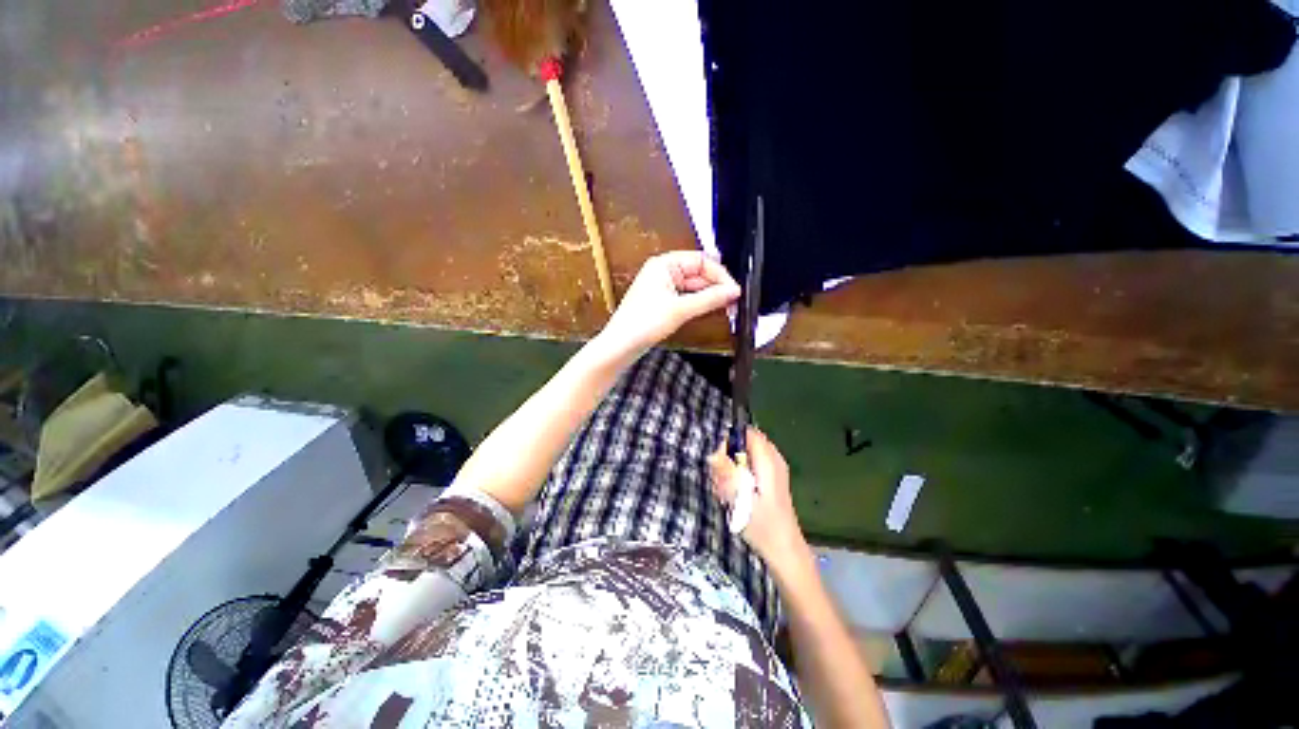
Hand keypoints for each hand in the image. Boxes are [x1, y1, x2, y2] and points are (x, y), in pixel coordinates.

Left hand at [598, 251, 740, 358]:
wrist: (622, 345)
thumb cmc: (641, 324)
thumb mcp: (680, 309)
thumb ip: (709, 298)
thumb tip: (732, 291)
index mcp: (665, 264)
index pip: (701, 260)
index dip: (720, 274)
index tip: (734, 290)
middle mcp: (664, 272)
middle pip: (699, 273)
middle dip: (717, 286)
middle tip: (734, 302)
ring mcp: (663, 287)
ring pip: (694, 287)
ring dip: (710, 296)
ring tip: (728, 308)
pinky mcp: (664, 302)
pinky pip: (687, 297)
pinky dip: (700, 303)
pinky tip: (711, 310)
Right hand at [707, 427, 807, 568]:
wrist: (785, 551)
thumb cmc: (763, 526)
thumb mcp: (740, 500)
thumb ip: (726, 474)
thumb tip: (713, 453)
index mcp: (768, 461)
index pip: (747, 433)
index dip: (730, 440)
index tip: (718, 458)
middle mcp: (773, 460)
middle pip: (745, 443)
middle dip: (729, 456)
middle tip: (720, 477)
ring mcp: (774, 469)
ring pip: (746, 455)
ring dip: (732, 468)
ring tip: (726, 490)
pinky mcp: (771, 480)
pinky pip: (751, 467)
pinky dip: (739, 476)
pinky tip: (734, 496)